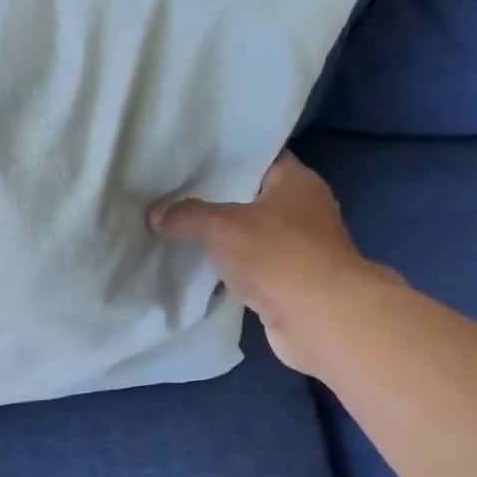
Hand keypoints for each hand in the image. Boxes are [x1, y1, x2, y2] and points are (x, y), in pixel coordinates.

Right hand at [151, 151, 398, 374]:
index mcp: (297, 182)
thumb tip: (156, 212)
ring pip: (249, 237)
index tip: (190, 163)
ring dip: (220, 241)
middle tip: (173, 198)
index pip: (259, 157)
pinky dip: (228, 272)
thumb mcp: (222, 227)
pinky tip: (196, 272)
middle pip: (251, 199)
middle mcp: (302, 211)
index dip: (226, 158)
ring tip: (177, 233)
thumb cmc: (277, 256)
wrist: (320, 319)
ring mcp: (298, 250)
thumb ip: (187, 216)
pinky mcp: (289, 284)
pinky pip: (250, 270)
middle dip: (215, 201)